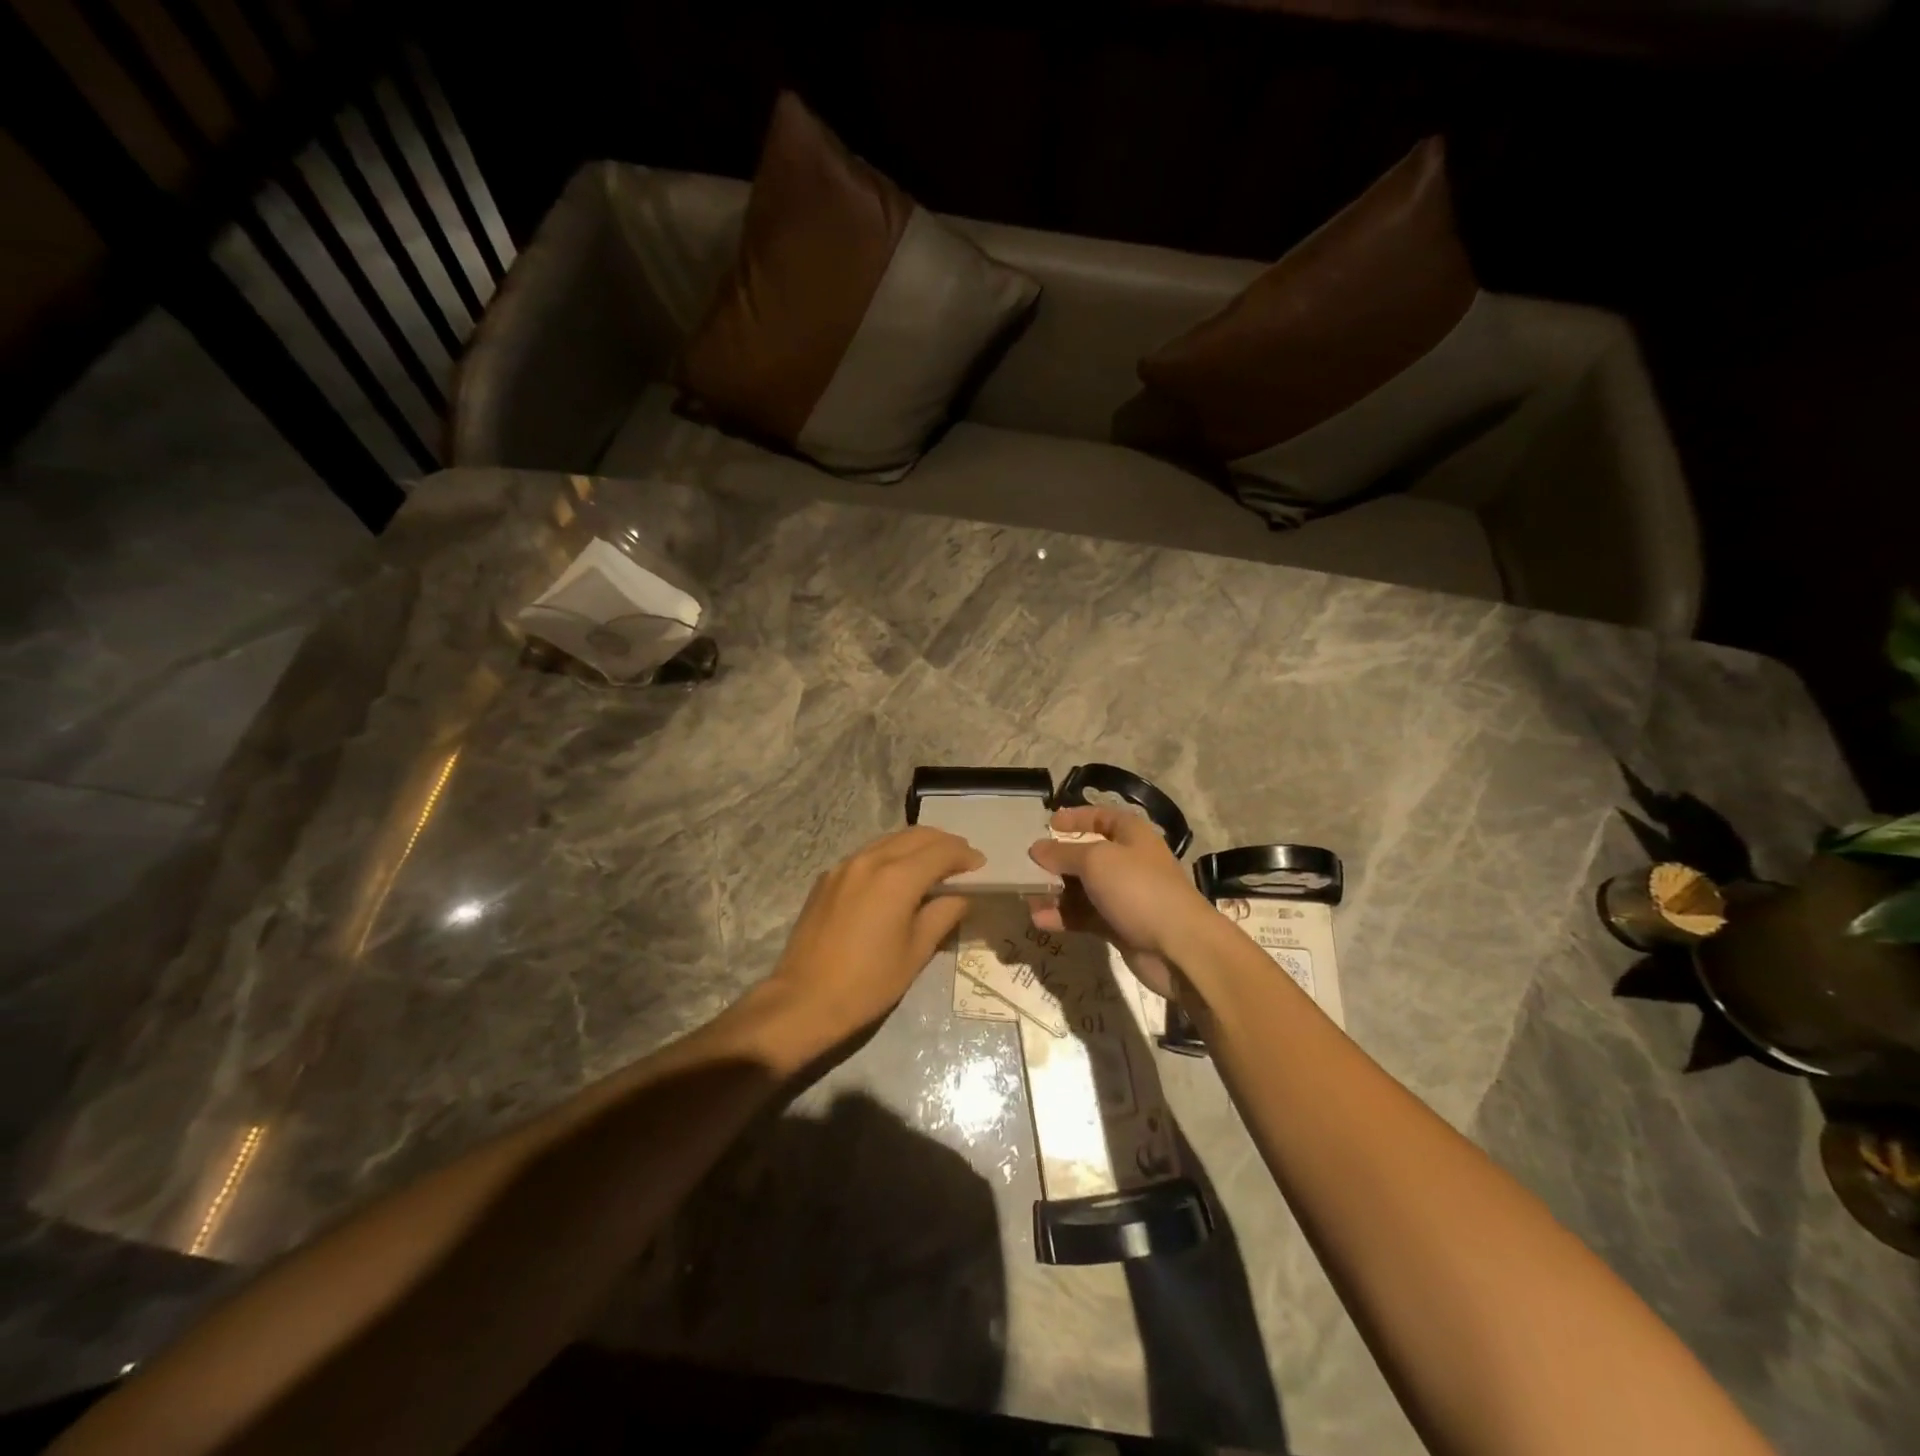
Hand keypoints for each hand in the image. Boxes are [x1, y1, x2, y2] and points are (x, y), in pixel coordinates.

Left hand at [765, 826, 982, 1041]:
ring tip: (933, 865)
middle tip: (962, 861)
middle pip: (916, 835)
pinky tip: (896, 877)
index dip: (965, 855)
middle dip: (944, 843)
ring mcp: (845, 866)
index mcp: (897, 877)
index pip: (942, 851)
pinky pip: (867, 854)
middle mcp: (871, 860)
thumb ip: (943, 914)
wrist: (804, 1000)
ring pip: (890, 840)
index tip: (981, 866)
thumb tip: (960, 896)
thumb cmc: (868, 982)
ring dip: (917, 845)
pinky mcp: (827, 878)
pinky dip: (890, 855)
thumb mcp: (916, 952)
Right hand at [1027, 806, 1214, 999]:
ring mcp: (1125, 896)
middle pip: (1087, 855)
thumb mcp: (1095, 861)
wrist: (1178, 947)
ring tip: (1027, 898)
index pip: (1101, 816)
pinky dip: (1064, 917)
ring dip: (1055, 893)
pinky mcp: (1120, 926)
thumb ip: (1062, 853)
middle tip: (1028, 866)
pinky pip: (1085, 915)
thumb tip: (1036, 849)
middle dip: (1057, 861)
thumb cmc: (1138, 888)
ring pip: (1083, 889)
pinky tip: (1040, 921)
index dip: (1076, 817)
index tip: (1048, 824)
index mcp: (1131, 835)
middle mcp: (1129, 862)